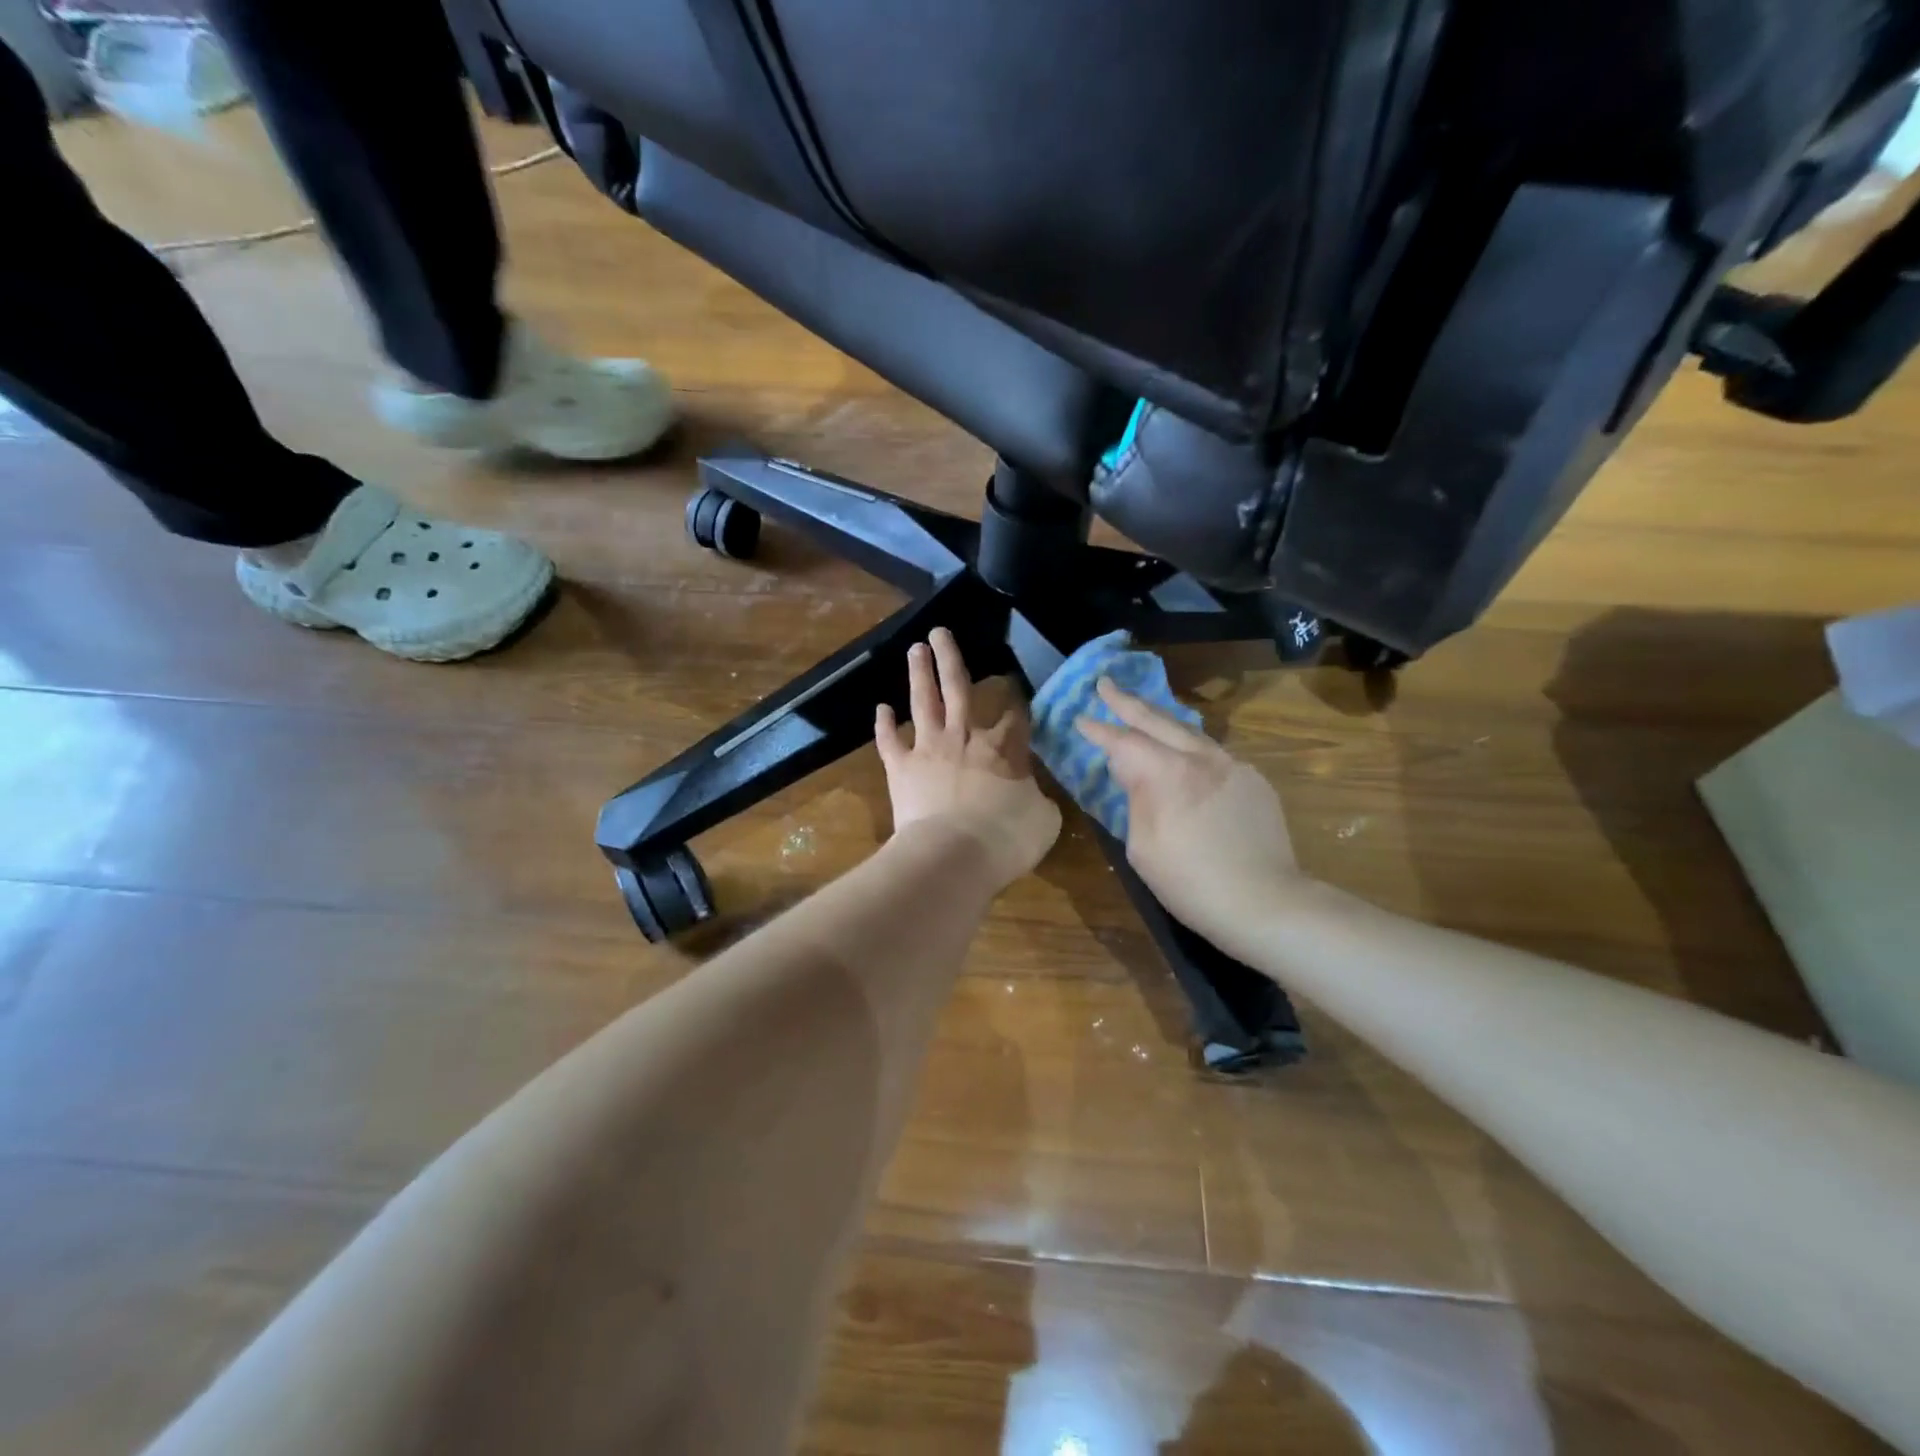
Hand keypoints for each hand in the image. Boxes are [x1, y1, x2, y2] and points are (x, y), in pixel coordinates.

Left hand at [876, 629, 1061, 888]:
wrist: (954, 856)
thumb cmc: (1006, 838)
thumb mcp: (1043, 820)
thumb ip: (1038, 797)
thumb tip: (1032, 791)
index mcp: (1003, 749)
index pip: (1015, 716)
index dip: (1018, 699)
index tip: (1017, 686)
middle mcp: (964, 738)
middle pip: (958, 688)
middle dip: (950, 658)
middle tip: (941, 631)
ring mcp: (929, 749)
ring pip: (923, 702)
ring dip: (919, 673)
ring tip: (916, 648)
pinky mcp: (901, 768)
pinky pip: (889, 741)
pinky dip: (884, 724)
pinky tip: (882, 708)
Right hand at [1075, 679, 1302, 956]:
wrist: (1265, 902)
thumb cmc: (1190, 882)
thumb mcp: (1142, 847)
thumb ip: (1136, 799)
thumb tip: (1134, 773)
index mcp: (1167, 774)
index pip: (1124, 741)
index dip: (1099, 729)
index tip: (1080, 717)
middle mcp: (1201, 758)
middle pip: (1158, 720)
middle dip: (1126, 702)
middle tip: (1105, 683)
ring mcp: (1233, 766)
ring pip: (1190, 732)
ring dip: (1161, 721)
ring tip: (1142, 715)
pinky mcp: (1254, 780)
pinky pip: (1214, 754)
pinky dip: (1190, 748)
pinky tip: (1185, 758)